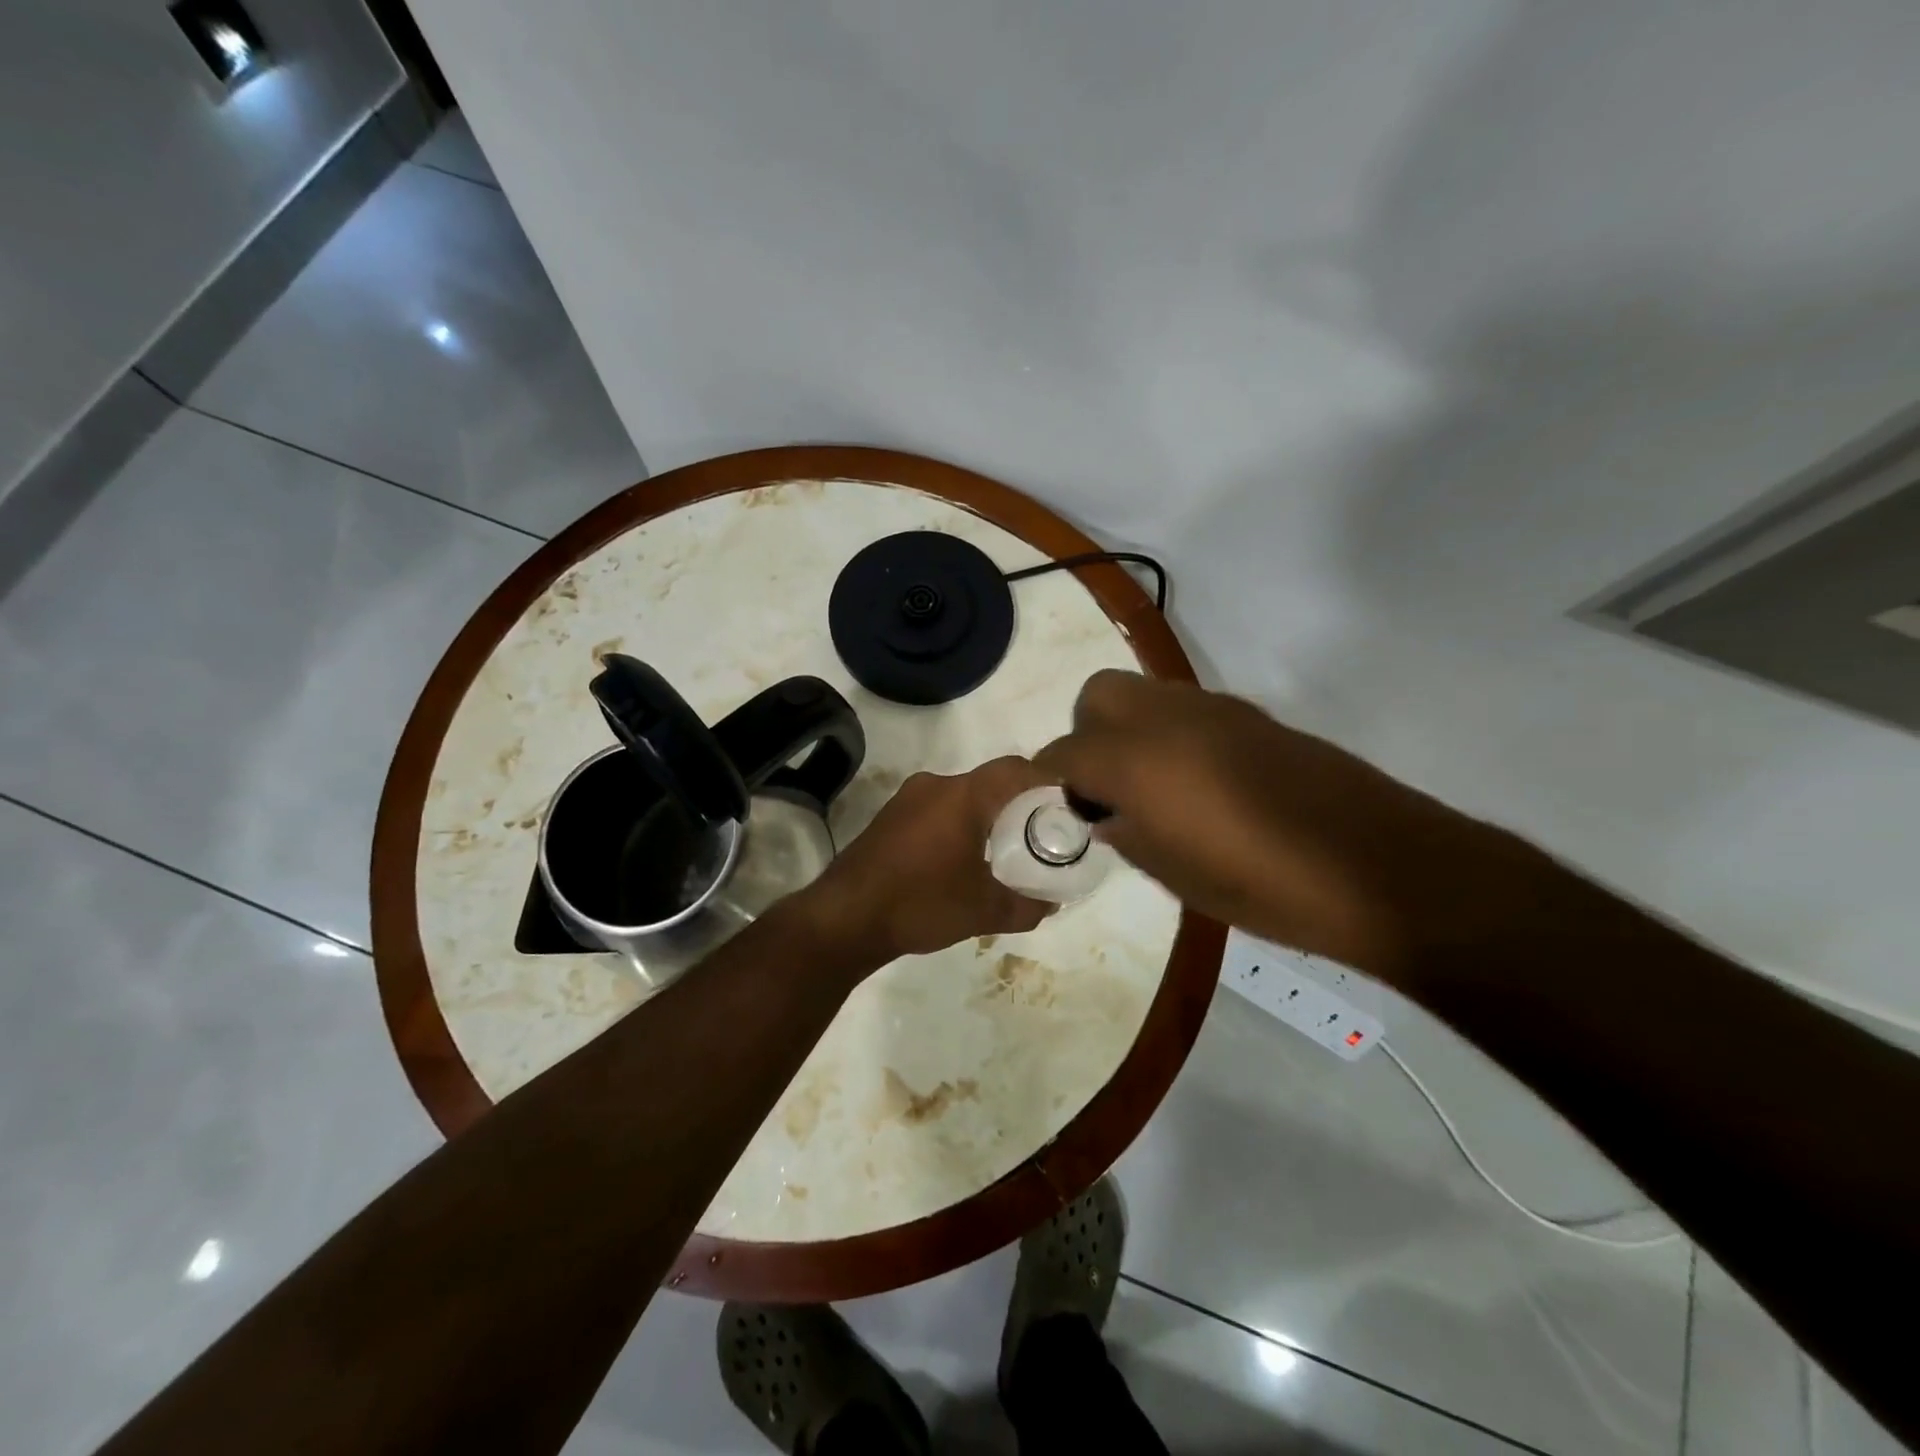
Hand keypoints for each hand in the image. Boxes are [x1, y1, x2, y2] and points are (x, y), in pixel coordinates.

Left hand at [801, 757, 1053, 966]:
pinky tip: (963, 857)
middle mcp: (935, 785)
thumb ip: (1026, 905)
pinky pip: (938, 809)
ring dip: (987, 814)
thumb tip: (1052, 903)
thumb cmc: (920, 904)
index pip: (1016, 769)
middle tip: (1041, 831)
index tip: (1067, 803)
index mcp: (962, 795)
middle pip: (989, 781)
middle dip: (1019, 802)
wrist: (844, 919)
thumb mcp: (984, 911)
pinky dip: (960, 823)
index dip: (1046, 779)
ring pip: (962, 795)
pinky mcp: (890, 817)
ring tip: (1005, 848)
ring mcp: (907, 799)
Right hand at [1034, 671, 1518, 981]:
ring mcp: (1214, 709)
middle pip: (1097, 695)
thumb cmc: (1264, 886)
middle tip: (1105, 786)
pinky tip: (1199, 783)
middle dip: (1086, 734)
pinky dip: (1171, 734)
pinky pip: (1187, 710)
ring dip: (1129, 729)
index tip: (1056, 808)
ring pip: (1144, 693)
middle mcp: (1167, 719)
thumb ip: (1126, 833)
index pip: (1064, 752)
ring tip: (1152, 787)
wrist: (1378, 867)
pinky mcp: (1252, 715)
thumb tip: (1106, 812)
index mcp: (1137, 761)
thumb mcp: (1175, 875)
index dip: (1049, 780)